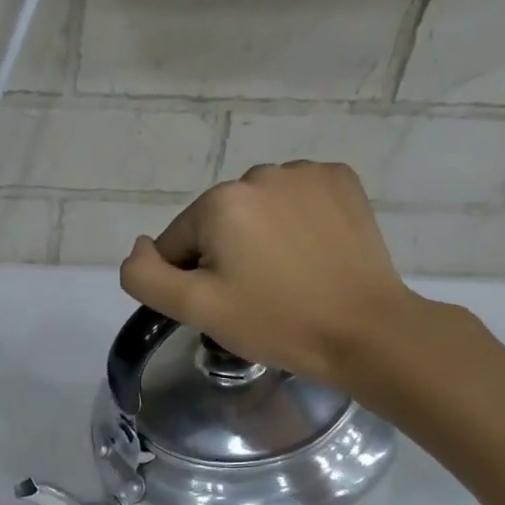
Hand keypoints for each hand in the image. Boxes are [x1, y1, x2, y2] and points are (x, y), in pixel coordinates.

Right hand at [119, 162, 422, 384]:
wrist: (365, 331)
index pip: (176, 243)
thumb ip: (145, 276)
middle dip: (223, 256)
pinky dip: (293, 223)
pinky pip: (294, 200)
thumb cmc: (275, 322)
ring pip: (254, 210)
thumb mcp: (195, 308)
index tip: (223, 305)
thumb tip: (139, 248)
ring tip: (285, 277)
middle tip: (253, 296)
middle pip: (215, 223)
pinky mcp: (341, 181)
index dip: (189, 280)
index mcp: (220, 202)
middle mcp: (260, 173)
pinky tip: (309, 254)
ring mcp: (306, 174)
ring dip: (257, 238)